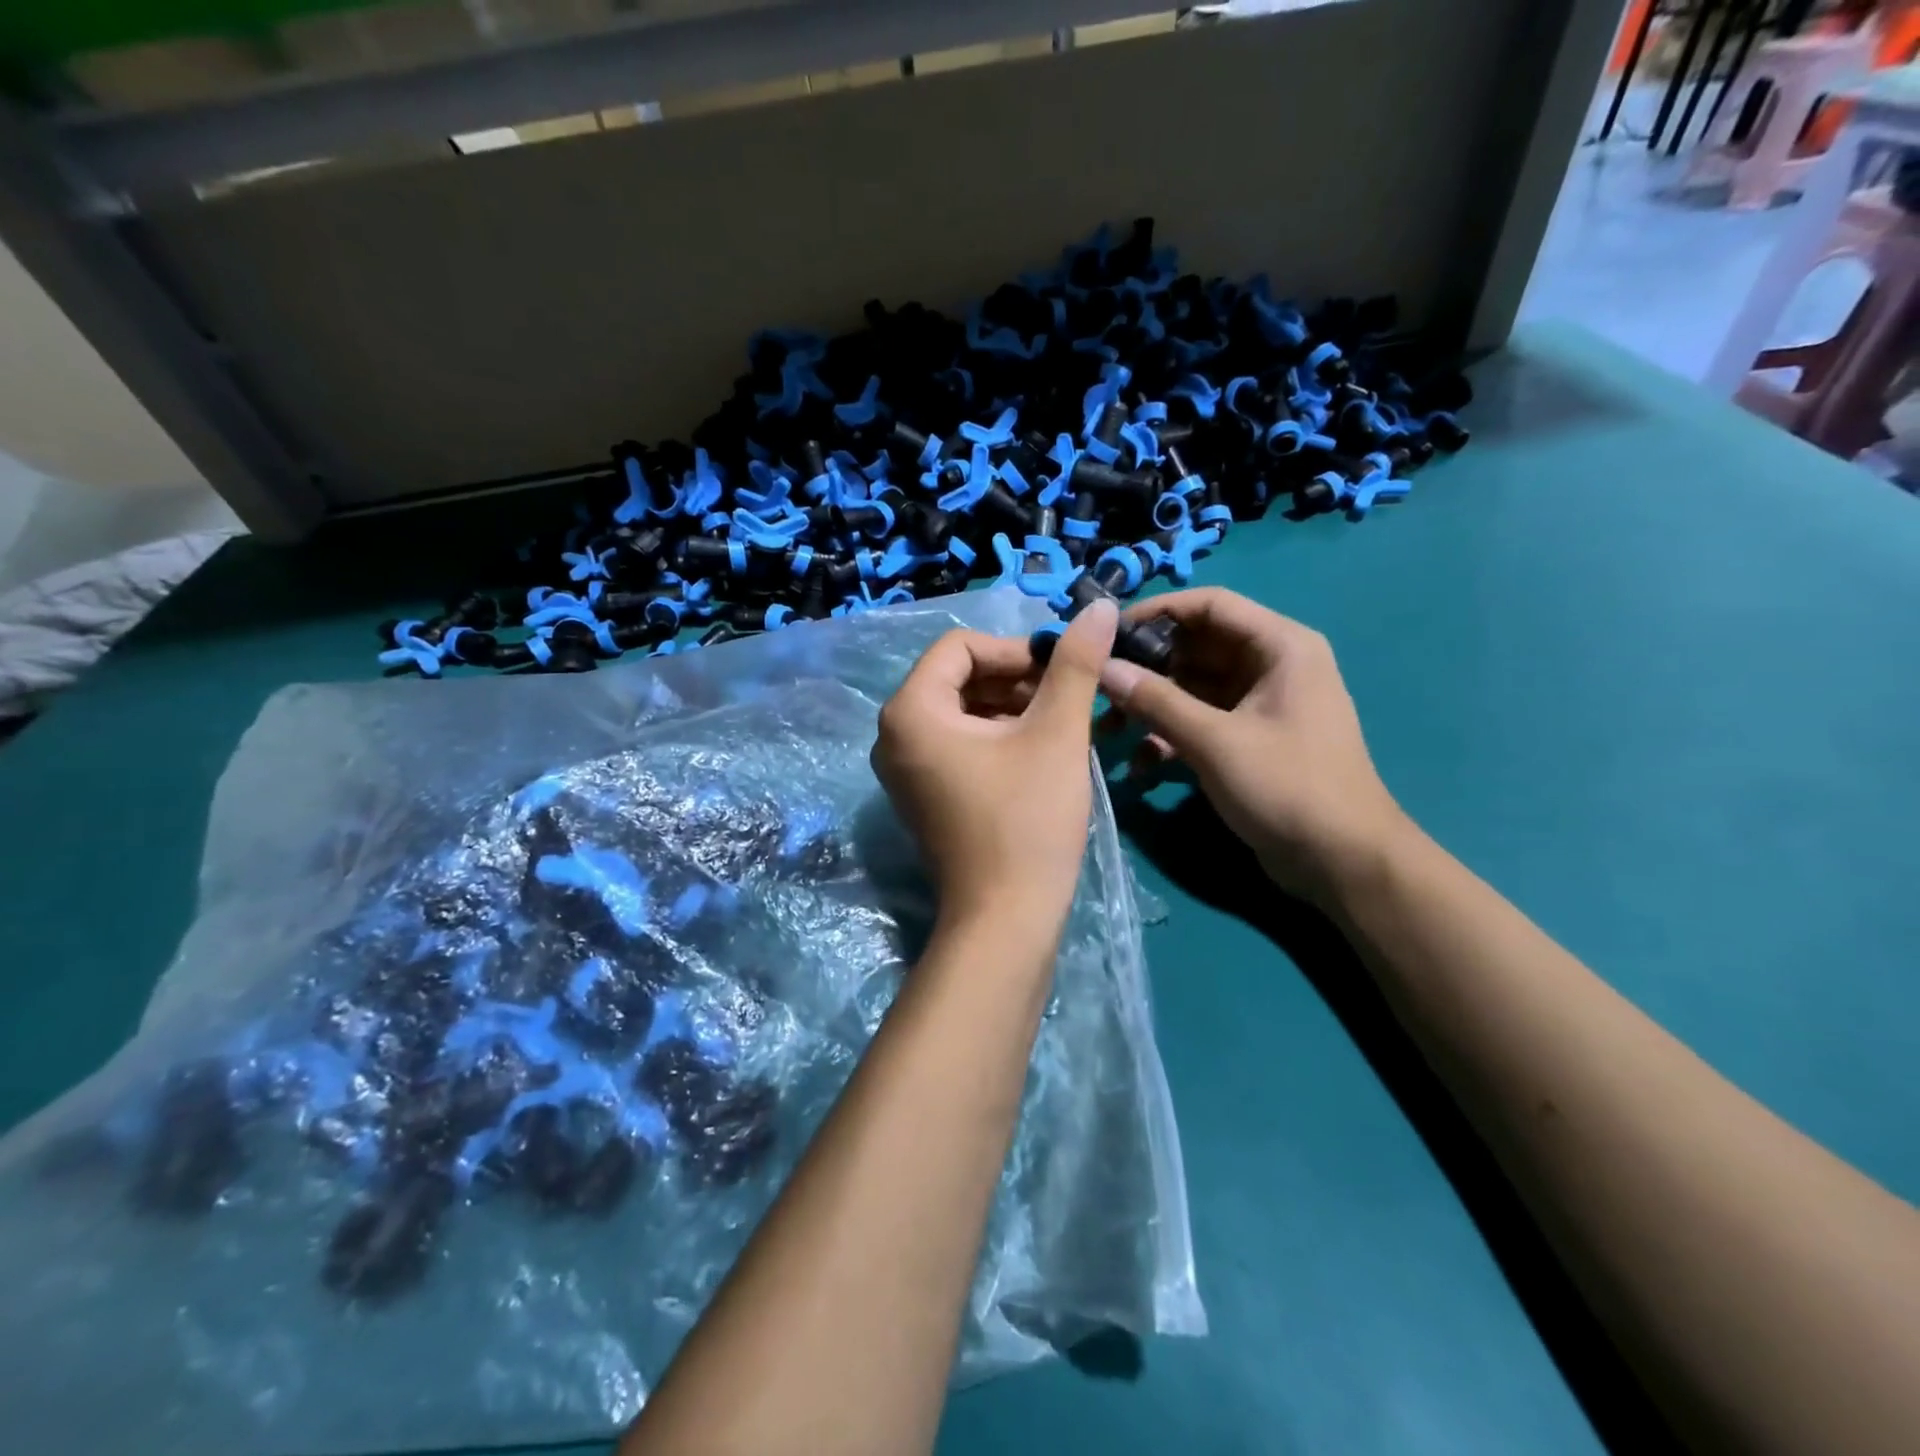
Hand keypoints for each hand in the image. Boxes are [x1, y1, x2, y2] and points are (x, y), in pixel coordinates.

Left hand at [873, 601, 1117, 931]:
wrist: (1006, 919)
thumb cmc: (1028, 820)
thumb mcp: (1056, 734)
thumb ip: (1075, 664)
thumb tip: (1098, 606)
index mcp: (910, 711)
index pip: (961, 647)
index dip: (1015, 649)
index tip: (1060, 670)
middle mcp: (893, 735)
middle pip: (958, 678)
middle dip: (1015, 680)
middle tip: (1067, 698)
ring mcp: (903, 770)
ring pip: (961, 712)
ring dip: (1011, 708)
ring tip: (1062, 725)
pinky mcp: (922, 796)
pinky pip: (957, 745)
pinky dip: (996, 738)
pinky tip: (1039, 753)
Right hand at [1098, 589, 1408, 907]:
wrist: (1341, 862)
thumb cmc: (1287, 787)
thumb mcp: (1215, 741)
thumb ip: (1156, 701)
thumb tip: (1103, 668)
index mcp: (1279, 647)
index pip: (1210, 605)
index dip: (1157, 612)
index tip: (1108, 634)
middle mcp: (1270, 666)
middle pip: (1195, 648)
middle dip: (1147, 669)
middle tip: (1099, 689)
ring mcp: (1258, 705)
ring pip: (1192, 688)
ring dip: (1152, 707)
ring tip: (1110, 731)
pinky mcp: (1247, 740)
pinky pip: (1200, 722)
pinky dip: (1170, 737)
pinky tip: (1141, 766)